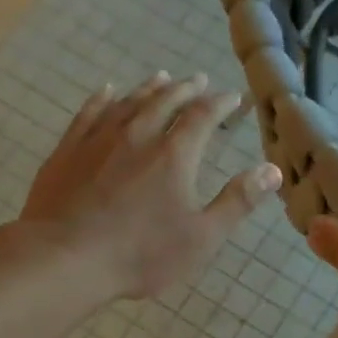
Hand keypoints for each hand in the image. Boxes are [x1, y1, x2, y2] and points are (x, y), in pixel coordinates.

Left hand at [18, 72, 282, 300]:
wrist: (65, 258)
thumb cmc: (140, 255)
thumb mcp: (201, 238)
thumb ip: (237, 202)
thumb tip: (272, 170)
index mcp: (174, 154)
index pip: (203, 116)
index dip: (221, 104)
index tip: (234, 98)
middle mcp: (138, 134)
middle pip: (166, 101)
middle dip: (186, 89)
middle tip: (199, 81)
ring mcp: (98, 139)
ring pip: (129, 102)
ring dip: (149, 88)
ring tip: (161, 78)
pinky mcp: (68, 150)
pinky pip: (89, 113)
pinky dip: (103, 98)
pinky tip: (107, 92)